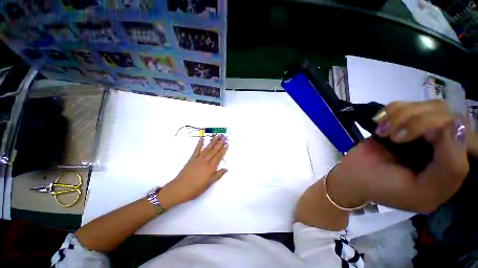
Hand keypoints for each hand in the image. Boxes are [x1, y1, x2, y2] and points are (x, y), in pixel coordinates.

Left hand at [158, 135, 227, 208]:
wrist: (179, 189)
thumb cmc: (196, 188)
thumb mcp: (209, 184)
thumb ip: (218, 175)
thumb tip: (226, 169)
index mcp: (210, 168)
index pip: (218, 157)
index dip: (223, 150)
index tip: (227, 144)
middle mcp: (205, 161)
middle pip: (214, 151)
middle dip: (219, 144)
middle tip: (223, 137)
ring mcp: (198, 159)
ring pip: (207, 149)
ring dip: (212, 142)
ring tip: (216, 136)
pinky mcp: (191, 159)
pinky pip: (196, 150)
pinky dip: (199, 144)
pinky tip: (202, 139)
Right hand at [327, 100, 468, 212]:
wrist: (352, 176)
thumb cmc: (384, 188)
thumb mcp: (422, 192)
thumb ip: (450, 168)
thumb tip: (452, 127)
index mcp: (454, 165)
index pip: (470, 135)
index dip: (449, 129)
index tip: (424, 138)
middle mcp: (444, 144)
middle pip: (448, 113)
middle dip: (417, 121)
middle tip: (393, 137)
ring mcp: (422, 129)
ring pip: (427, 105)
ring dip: (400, 116)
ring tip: (383, 132)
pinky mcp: (401, 122)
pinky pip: (404, 104)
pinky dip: (390, 111)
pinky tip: (379, 124)